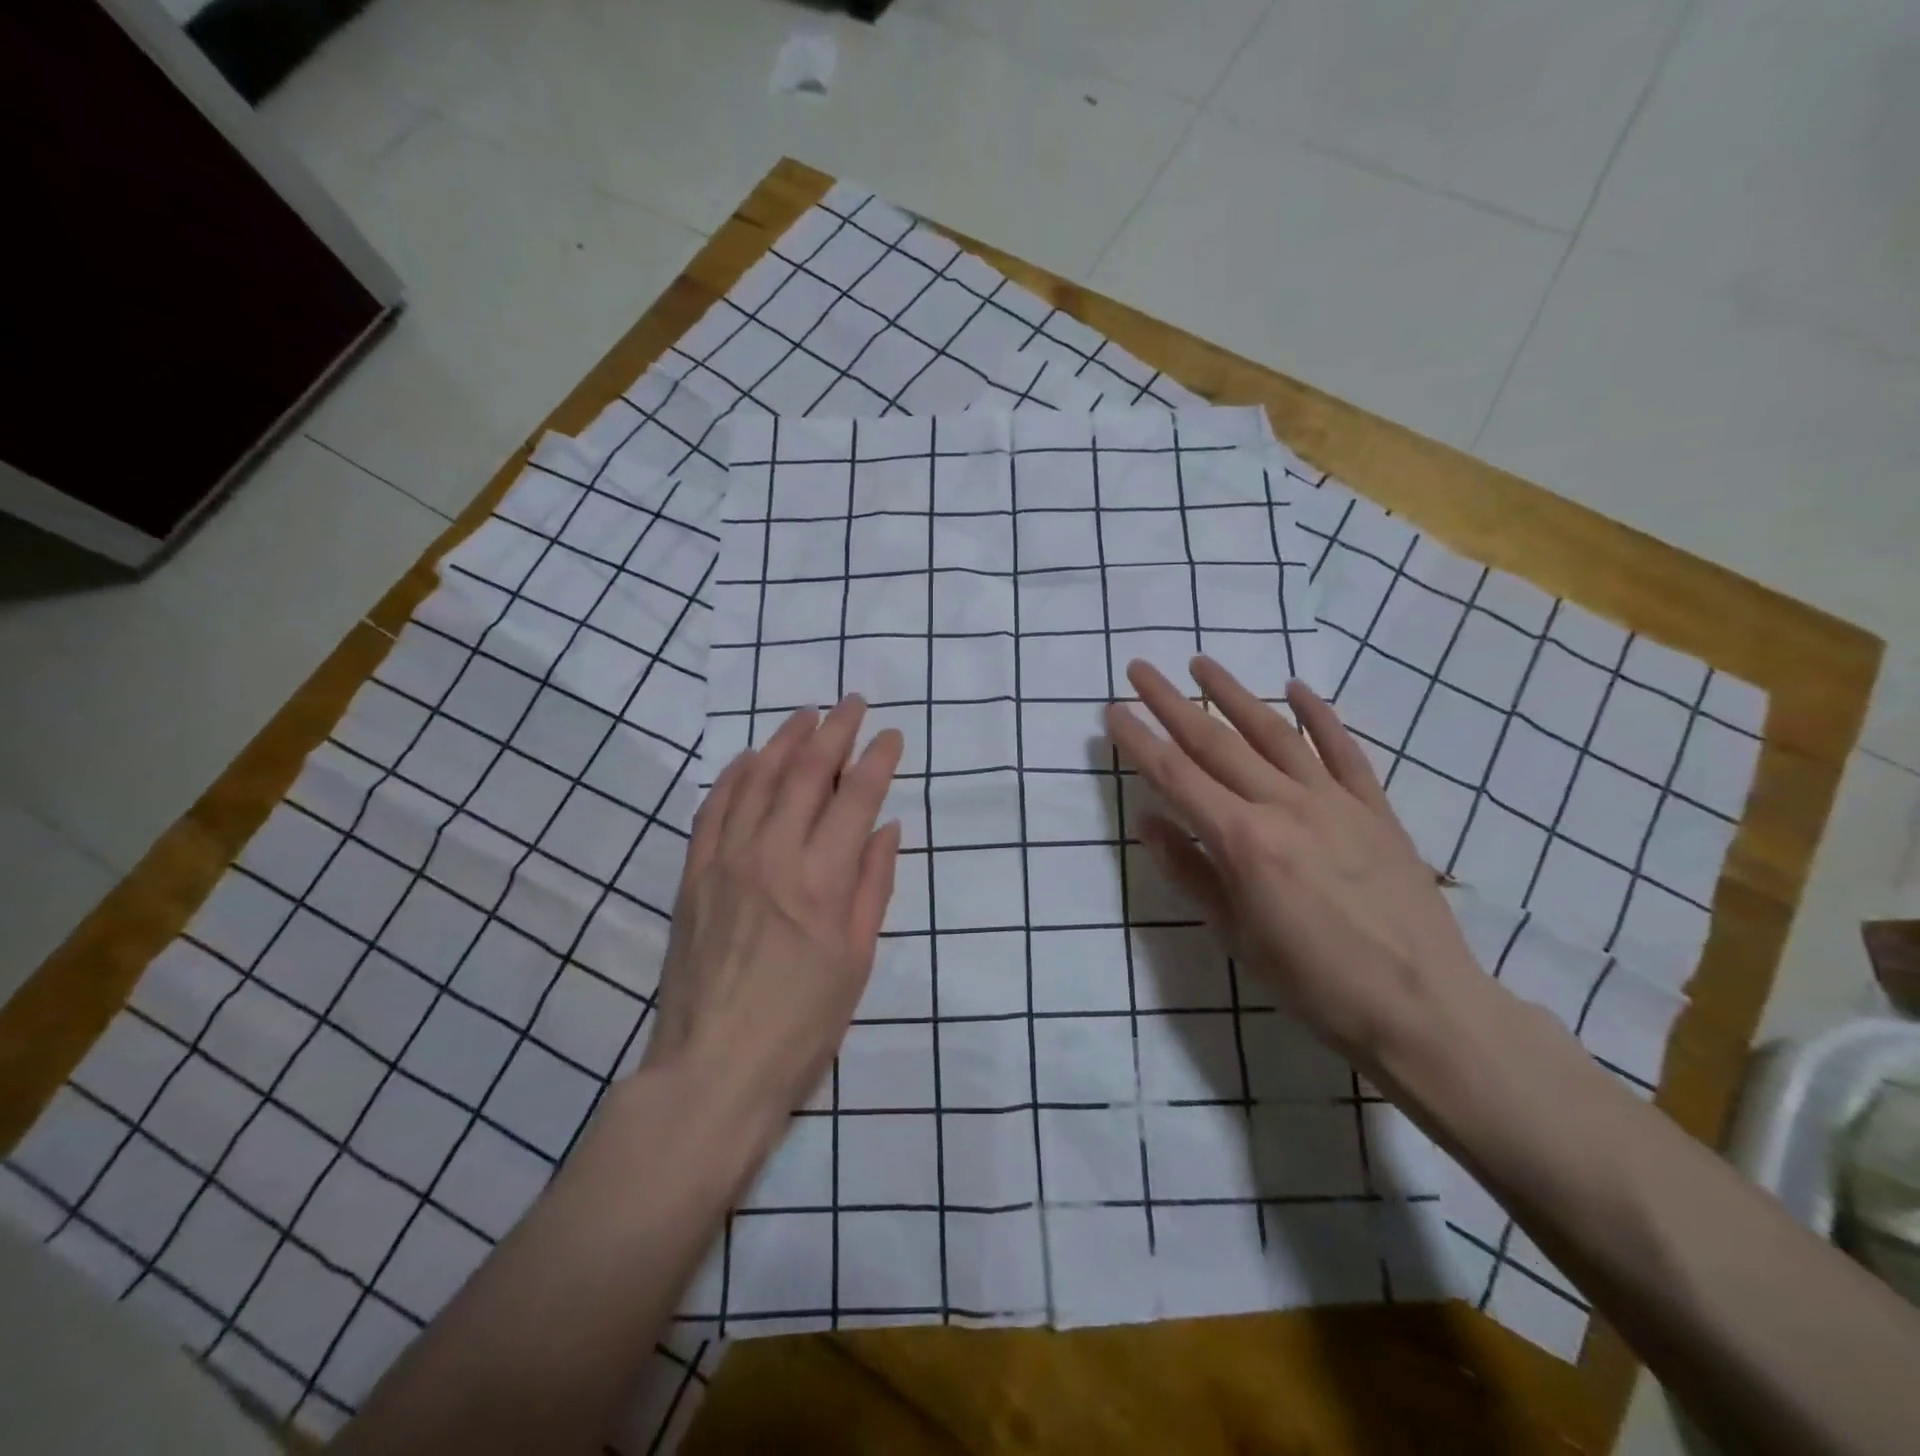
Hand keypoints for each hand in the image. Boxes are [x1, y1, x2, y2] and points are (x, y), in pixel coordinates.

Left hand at [643, 696, 903, 1118]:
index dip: (877, 760)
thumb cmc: (801, 1025)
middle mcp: (773, 856)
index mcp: (822, 881)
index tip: (892, 734)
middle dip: (835, 732)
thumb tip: (886, 828)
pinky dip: (735, 775)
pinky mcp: (693, 874)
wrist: (713, 1069)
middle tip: (852, 703)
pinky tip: (751, 758)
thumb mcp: (857, 960)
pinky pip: (714, 808)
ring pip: (758, 779)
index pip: (856, 799)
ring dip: (785, 740)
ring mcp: (726, 861)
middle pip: (807, 774)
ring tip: (806, 714)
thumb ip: (873, 886)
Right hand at [1104, 657, 1482, 1068]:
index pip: (1176, 776)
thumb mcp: (1236, 936)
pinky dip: (1319, 715)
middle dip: (1171, 703)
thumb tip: (1147, 821)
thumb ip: (1190, 871)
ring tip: (1202, 663)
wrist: (1423, 1006)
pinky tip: (1296, 688)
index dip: (1139, 740)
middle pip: (1216, 743)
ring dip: (1234, 694)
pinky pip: (1342, 750)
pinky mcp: (1373, 808)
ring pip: (1274, 733)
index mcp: (1243, 841)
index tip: (1112, 709)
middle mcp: (1283, 805)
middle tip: (1141, 668)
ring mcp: (1333, 801)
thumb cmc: (1314, 982)